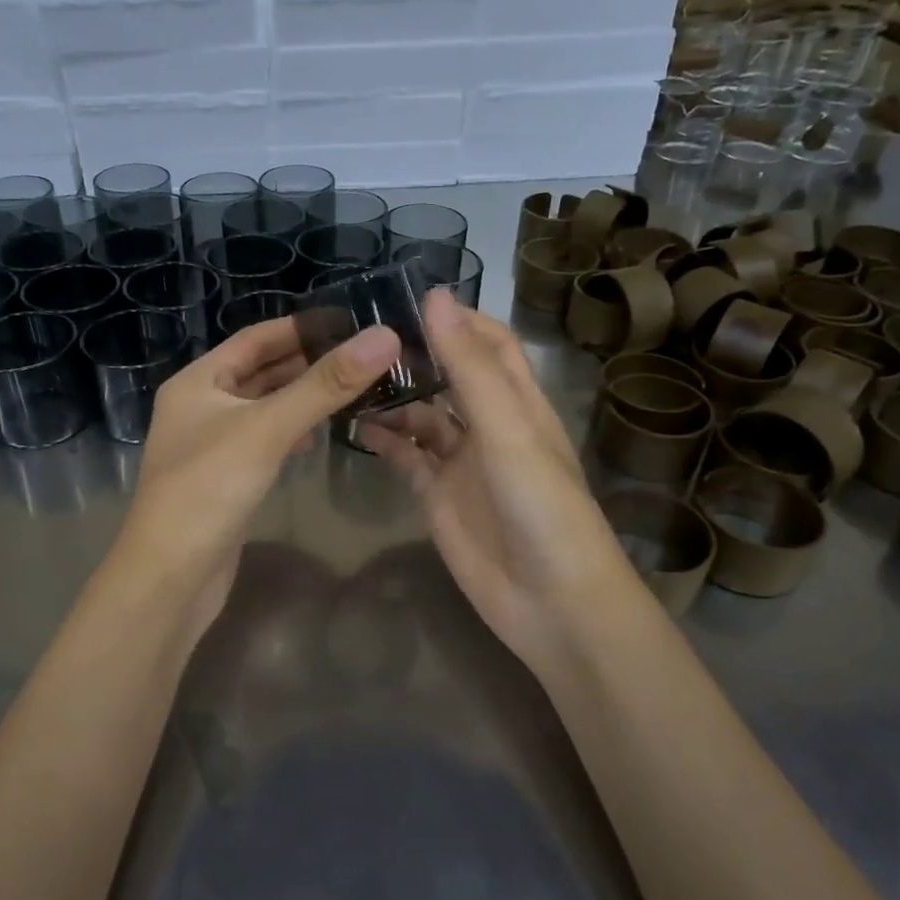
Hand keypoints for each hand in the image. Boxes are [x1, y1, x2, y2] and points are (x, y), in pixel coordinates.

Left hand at [119, 315, 402, 640]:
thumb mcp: (268, 429)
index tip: (351, 321)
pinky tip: (317, 436)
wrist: (171, 576)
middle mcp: (201, 405)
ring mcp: (211, 444)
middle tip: (364, 356)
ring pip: (265, 408)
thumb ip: (325, 385)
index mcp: (198, 381)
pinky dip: (291, 432)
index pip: (257, 338)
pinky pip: (264, 441)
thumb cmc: (209, 489)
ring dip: (303, 398)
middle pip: (261, 372)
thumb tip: (384, 336)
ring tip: (353, 389)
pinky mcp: (225, 478)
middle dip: (309, 363)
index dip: (302, 327)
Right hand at [358, 291, 638, 671]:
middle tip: (360, 334)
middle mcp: (489, 425)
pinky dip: (384, 440)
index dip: (456, 318)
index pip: (489, 343)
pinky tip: (353, 425)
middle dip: (414, 354)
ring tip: (349, 377)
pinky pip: (406, 457)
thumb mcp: (507, 429)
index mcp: (518, 401)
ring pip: (422, 415)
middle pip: (449, 375)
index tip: (405, 298)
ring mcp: (461, 462)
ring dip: (393, 396)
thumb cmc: (540, 506)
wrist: (550, 602)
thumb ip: (469, 367)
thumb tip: (435, 296)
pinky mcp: (437, 495)